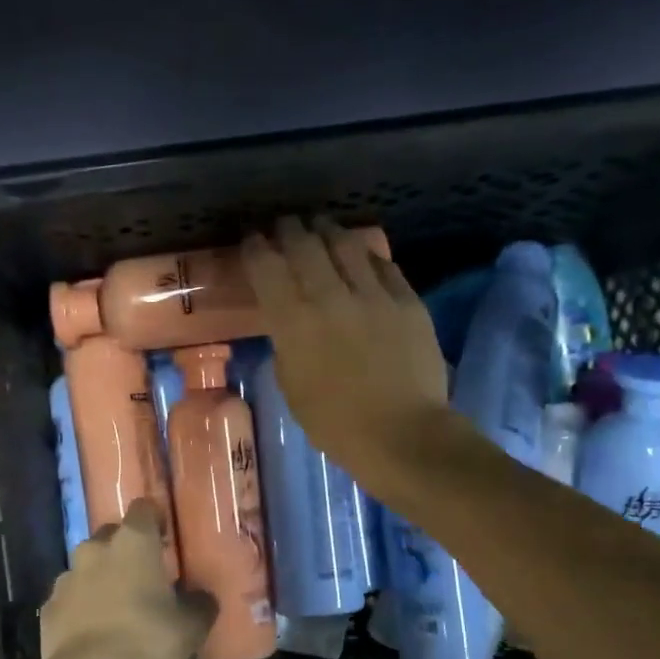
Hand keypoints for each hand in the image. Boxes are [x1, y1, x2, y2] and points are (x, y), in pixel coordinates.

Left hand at [29, 500, 213, 658]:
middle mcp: (96, 549)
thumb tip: (202, 597)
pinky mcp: (49, 605)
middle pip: (112, 535)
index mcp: (133, 542)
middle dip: (125, 550)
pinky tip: (92, 630)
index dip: (155, 520)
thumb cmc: (147, 641)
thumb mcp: (191, 627)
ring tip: (116, 606)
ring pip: (87, 566)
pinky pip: (70, 596)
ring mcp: (67, 576)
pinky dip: (81, 605)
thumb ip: (200, 604)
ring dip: (101, 578)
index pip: (144, 509)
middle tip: (143, 576)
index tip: (165, 539)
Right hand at [242, 216, 450, 483]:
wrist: (402, 433)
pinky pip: (382, 265)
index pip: (267, 267)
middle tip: (285, 224)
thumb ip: (286, 345)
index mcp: (294, 322)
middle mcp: (330, 297)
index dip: (256, 247)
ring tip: (321, 227)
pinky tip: (361, 255)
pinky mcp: (407, 300)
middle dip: (289, 229)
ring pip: (346, 245)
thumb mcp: (291, 386)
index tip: (252, 239)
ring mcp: (373, 295)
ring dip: (328, 231)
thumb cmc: (335, 423)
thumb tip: (289, 323)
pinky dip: (366, 255)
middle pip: (305, 245)